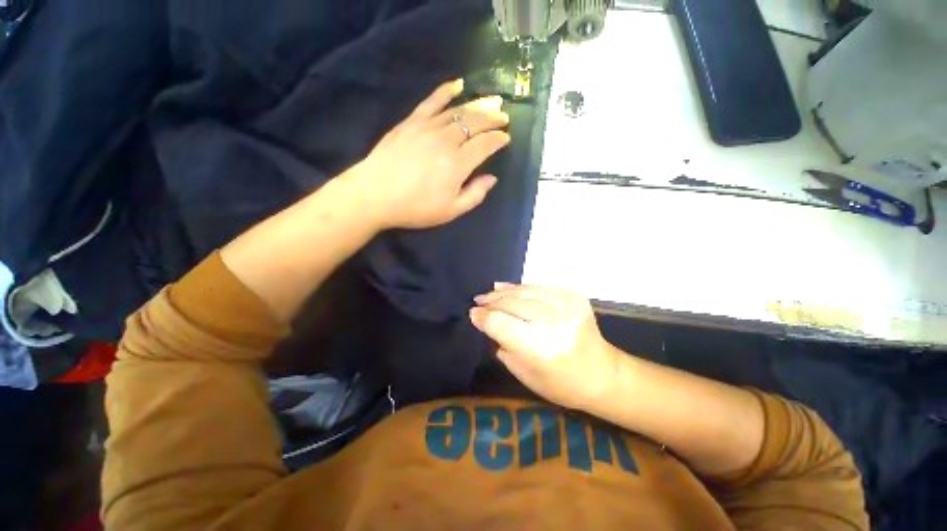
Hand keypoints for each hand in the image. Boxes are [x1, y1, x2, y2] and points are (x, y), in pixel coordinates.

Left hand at [348, 79, 510, 229]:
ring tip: (491, 102)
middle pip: (475, 123)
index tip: (506, 138)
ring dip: (477, 104)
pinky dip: (446, 91)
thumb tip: (492, 178)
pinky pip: (432, 101)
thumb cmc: (415, 208)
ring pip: (458, 111)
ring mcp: (427, 127)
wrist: (375, 195)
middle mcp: (446, 141)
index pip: (485, 145)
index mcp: (457, 165)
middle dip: (493, 118)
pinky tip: (458, 84)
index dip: (498, 139)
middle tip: (504, 116)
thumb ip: (475, 195)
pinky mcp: (411, 122)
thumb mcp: (450, 211)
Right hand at [469, 284, 619, 411]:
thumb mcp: (524, 374)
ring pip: (524, 291)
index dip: (483, 317)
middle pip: (510, 303)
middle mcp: (553, 321)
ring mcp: (566, 304)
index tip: (472, 314)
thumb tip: (487, 322)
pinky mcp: (573, 296)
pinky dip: (521, 287)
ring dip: (503, 292)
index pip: (500, 323)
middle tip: (477, 302)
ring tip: (489, 294)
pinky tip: (507, 288)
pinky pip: (539, 287)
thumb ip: (503, 345)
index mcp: (540, 347)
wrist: (603, 374)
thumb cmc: (561, 384)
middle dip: (490, 302)